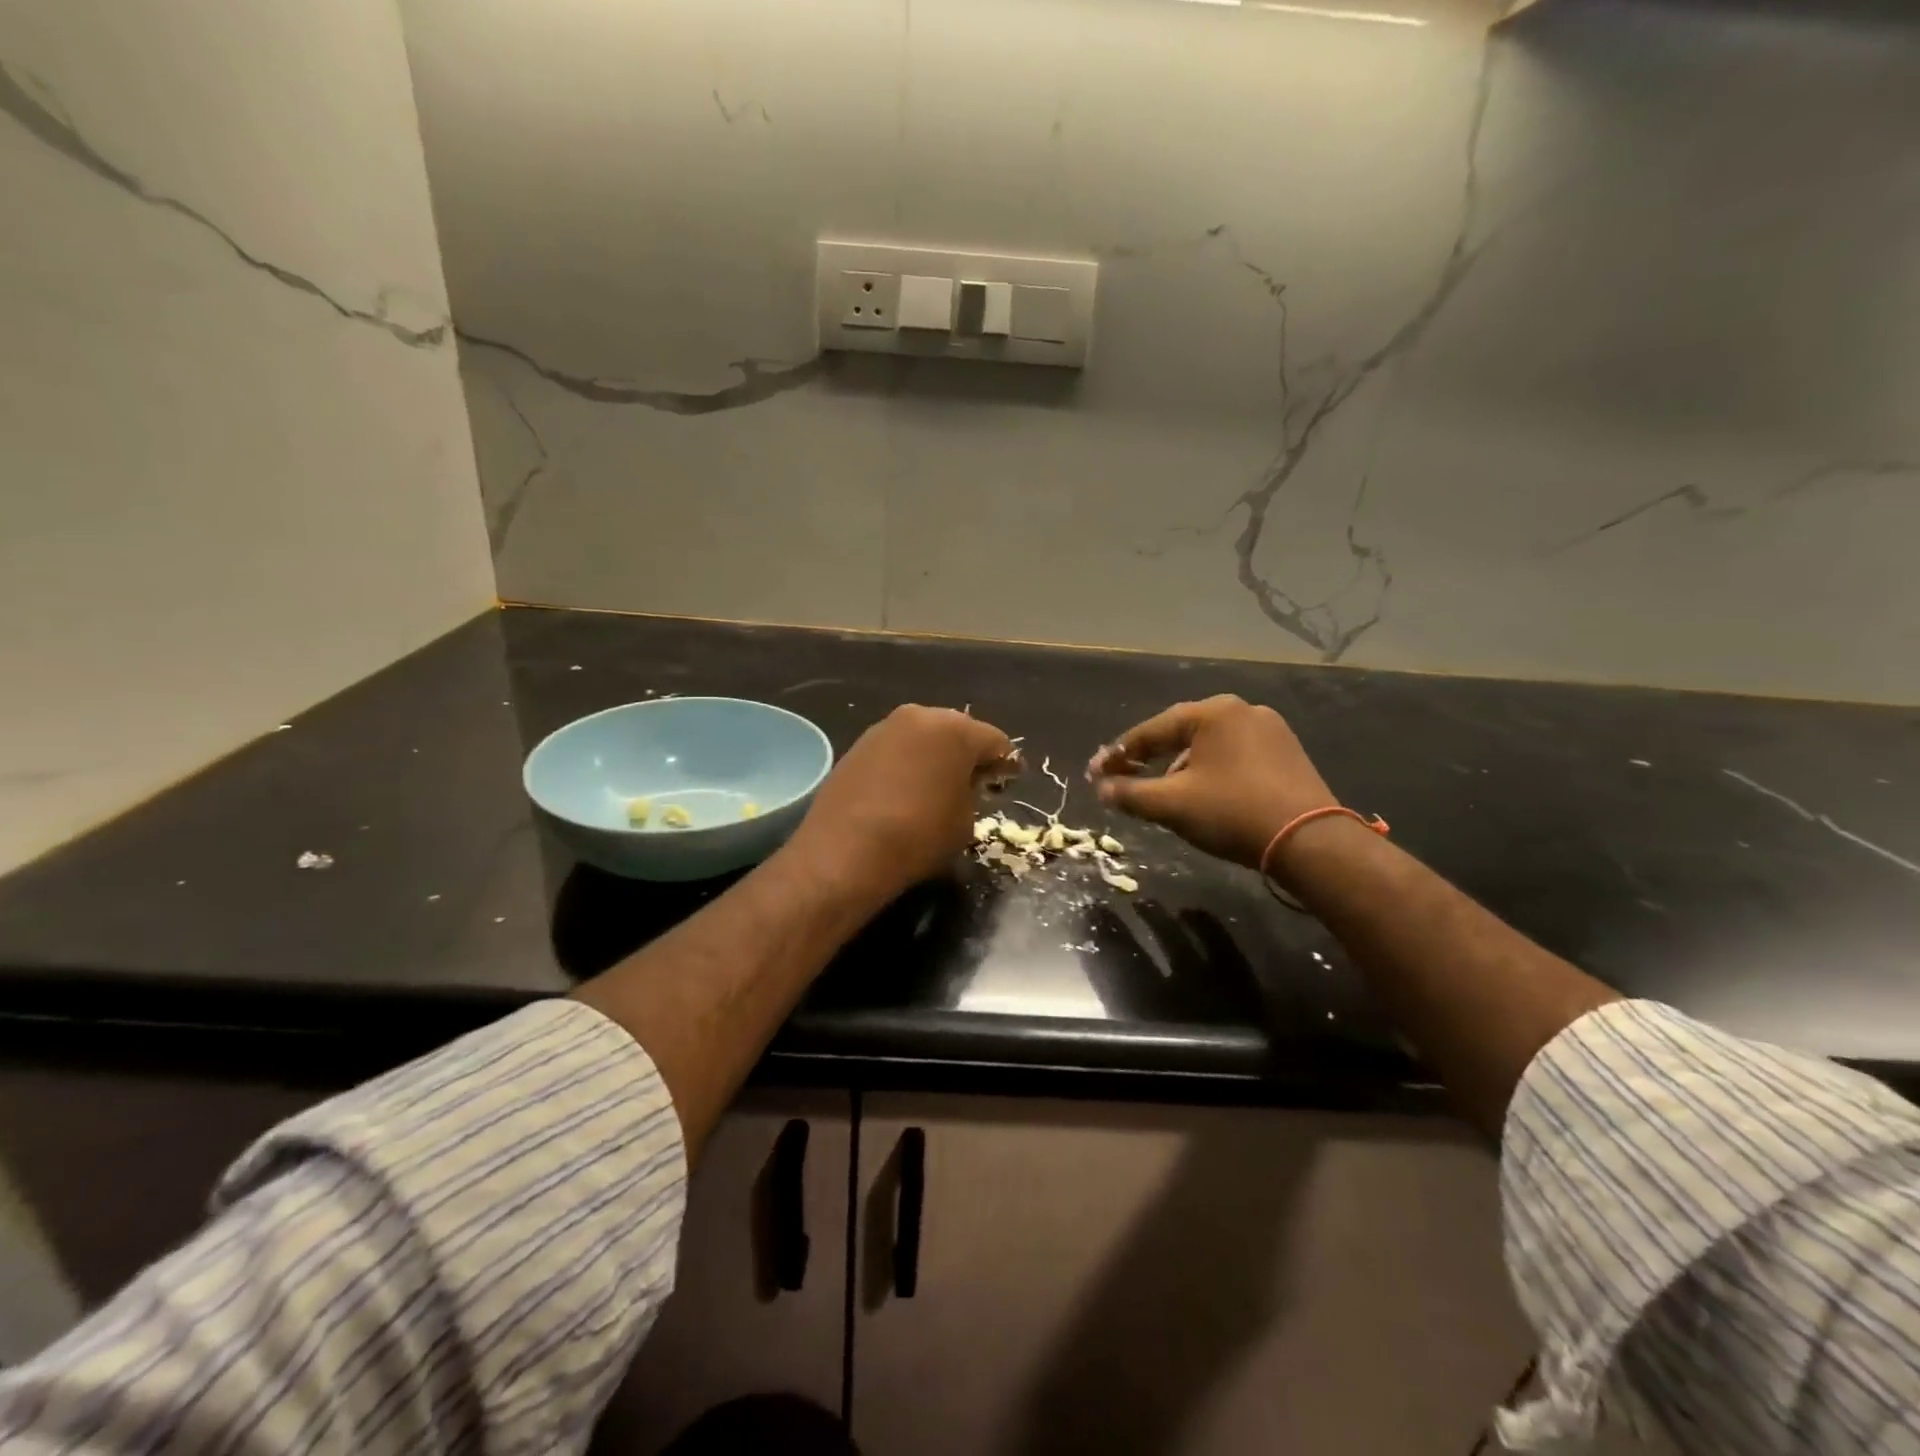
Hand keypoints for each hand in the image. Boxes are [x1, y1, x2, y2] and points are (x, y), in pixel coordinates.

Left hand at [790, 705, 1015, 902]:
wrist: (845, 851)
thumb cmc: (918, 835)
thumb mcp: (965, 820)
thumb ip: (973, 793)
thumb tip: (965, 783)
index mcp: (955, 729)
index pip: (995, 741)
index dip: (1007, 763)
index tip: (1011, 779)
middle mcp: (920, 716)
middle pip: (957, 731)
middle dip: (969, 754)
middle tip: (977, 780)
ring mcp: (884, 728)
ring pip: (923, 737)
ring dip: (935, 756)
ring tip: (939, 784)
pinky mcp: (858, 745)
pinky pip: (897, 749)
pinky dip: (908, 763)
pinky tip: (907, 788)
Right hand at [1089, 695, 1336, 868]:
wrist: (1311, 841)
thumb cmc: (1233, 812)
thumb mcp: (1172, 805)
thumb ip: (1130, 794)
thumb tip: (1101, 790)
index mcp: (1212, 712)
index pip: (1151, 731)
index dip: (1118, 754)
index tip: (1094, 774)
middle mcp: (1242, 710)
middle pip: (1180, 735)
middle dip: (1149, 759)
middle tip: (1124, 780)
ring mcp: (1270, 730)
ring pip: (1208, 747)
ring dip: (1179, 768)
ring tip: (1163, 794)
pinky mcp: (1287, 754)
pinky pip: (1234, 756)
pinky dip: (1210, 772)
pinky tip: (1203, 795)